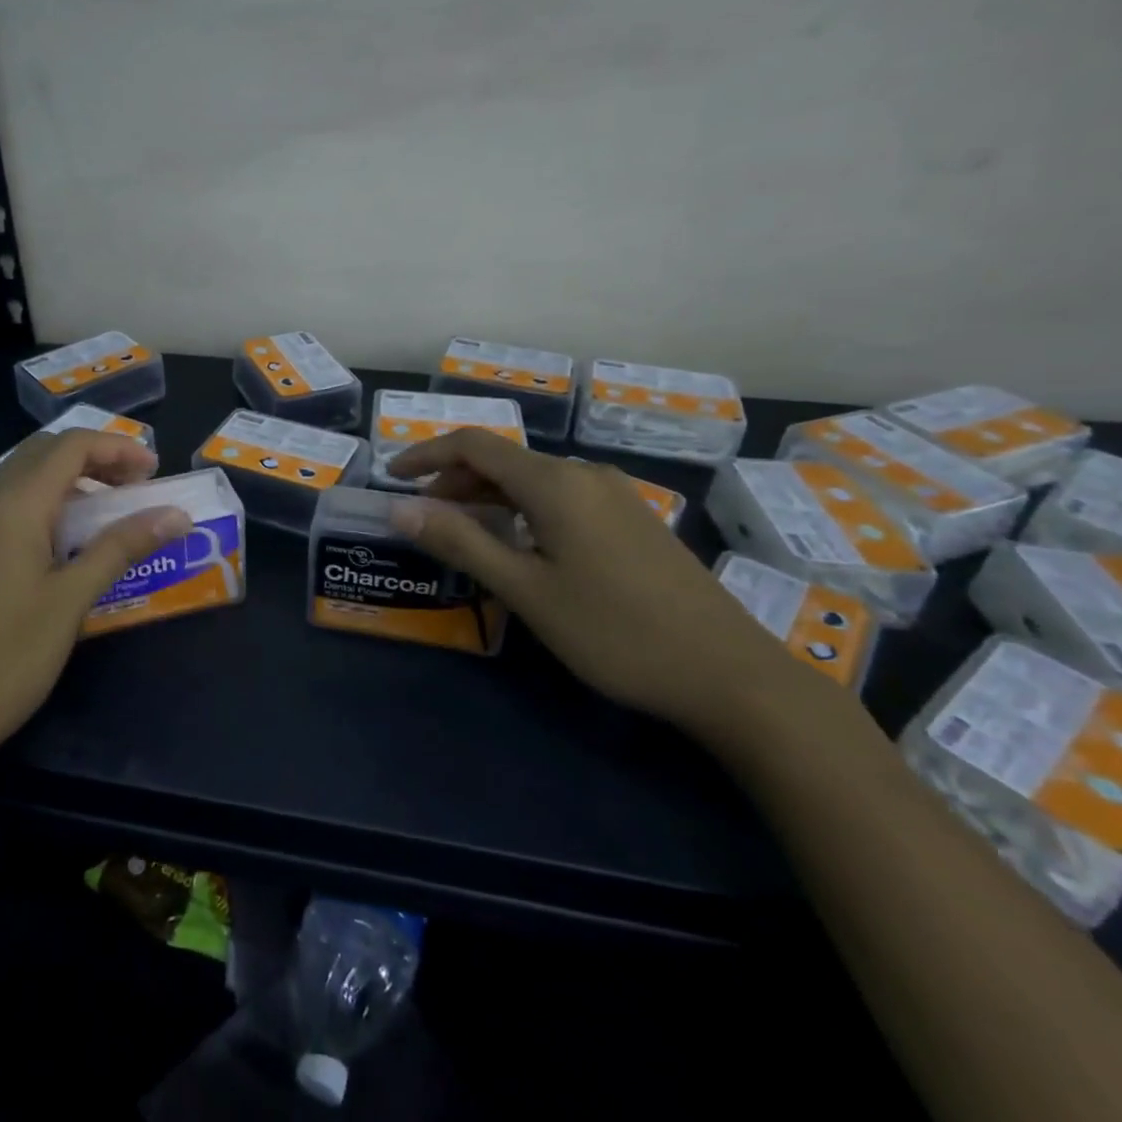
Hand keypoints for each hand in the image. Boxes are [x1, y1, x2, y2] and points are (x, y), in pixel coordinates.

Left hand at [0, 429, 189, 784]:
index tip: (156, 471)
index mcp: (12, 504)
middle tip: (137, 486)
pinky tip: (64, 541)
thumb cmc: (5, 657)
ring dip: (69, 479)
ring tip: (109, 510)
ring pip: (22, 477)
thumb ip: (122, 547)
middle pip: (44, 453)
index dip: (117, 448)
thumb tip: (177, 515)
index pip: (70, 445)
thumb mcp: (71, 600)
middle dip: (95, 458)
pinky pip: (7, 505)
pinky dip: (45, 503)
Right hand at [386, 430, 813, 735]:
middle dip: (454, 481)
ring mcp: (615, 495)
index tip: (391, 478)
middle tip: (420, 516)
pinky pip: (561, 498)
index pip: (474, 446)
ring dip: (487, 497)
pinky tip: (519, 545)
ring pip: (533, 481)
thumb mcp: (526, 590)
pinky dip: (522, 510)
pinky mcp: (633, 520)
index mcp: (556, 483)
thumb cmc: (615, 631)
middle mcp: (585, 475)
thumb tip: (399, 509)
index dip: (426, 455)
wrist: (730, 675)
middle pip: (504, 460)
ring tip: (459, 532)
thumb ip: (460, 542)